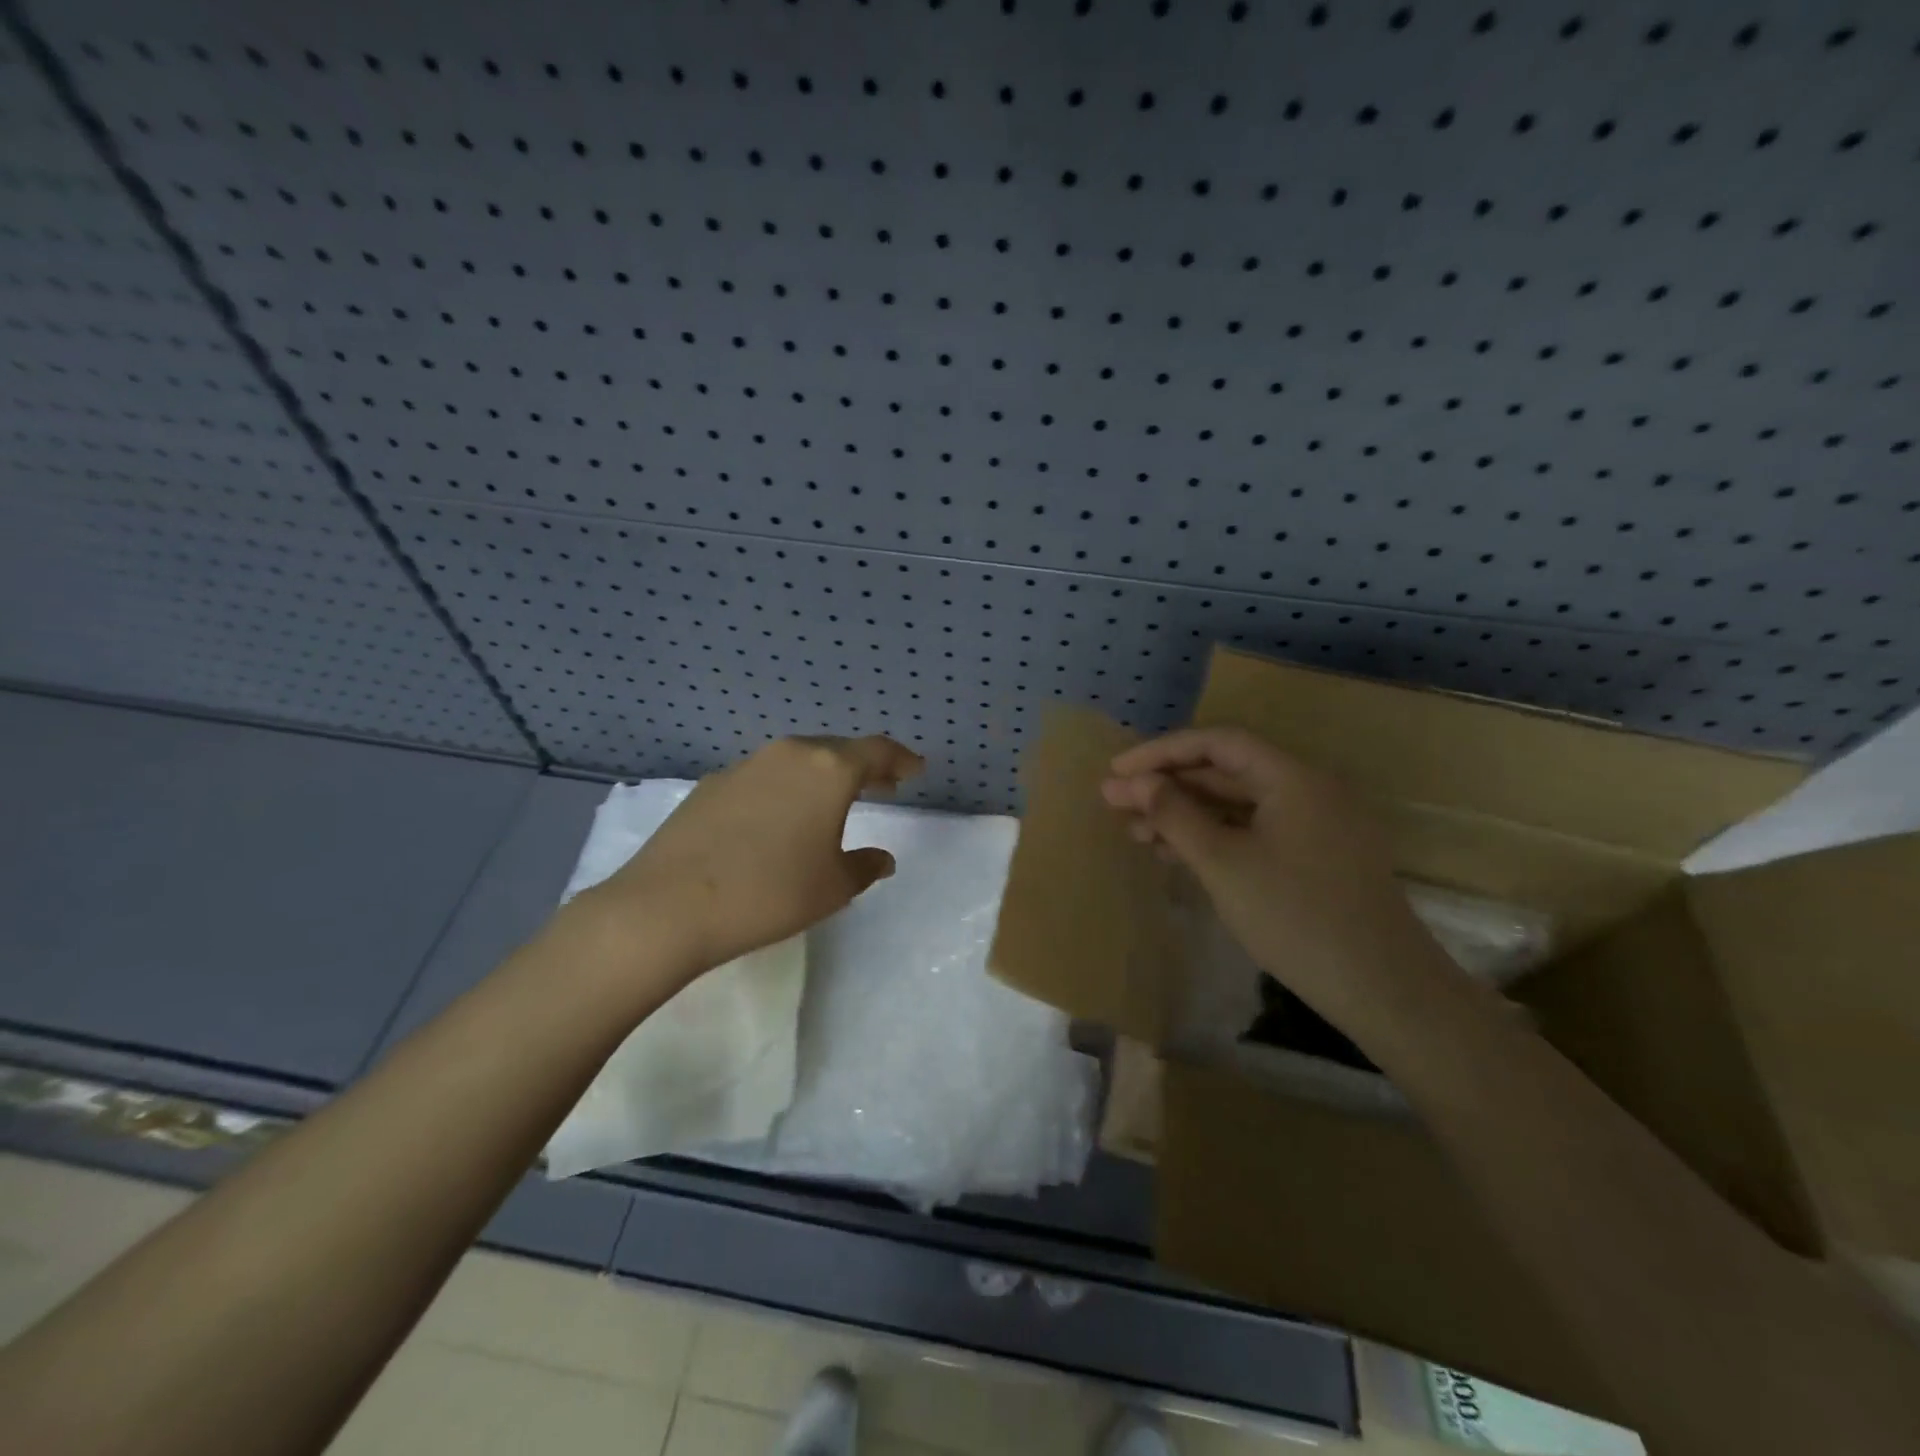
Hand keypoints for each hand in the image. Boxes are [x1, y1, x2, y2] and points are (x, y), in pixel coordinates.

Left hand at [577, 735, 923, 981]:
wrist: (669, 906)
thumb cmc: (770, 893)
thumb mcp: (832, 888)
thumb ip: (864, 867)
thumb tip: (882, 859)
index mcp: (828, 771)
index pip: (877, 751)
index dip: (901, 759)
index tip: (915, 769)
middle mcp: (789, 755)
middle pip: (837, 750)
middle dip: (863, 766)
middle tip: (883, 784)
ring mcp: (745, 766)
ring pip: (798, 761)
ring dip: (822, 776)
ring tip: (832, 802)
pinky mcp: (712, 785)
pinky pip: (764, 777)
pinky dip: (784, 789)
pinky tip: (778, 819)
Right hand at [1101, 727, 1448, 1022]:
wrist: (1383, 989)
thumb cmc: (1295, 916)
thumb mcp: (1223, 863)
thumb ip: (1175, 815)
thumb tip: (1136, 783)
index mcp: (1293, 777)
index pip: (1217, 743)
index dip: (1161, 752)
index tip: (1116, 772)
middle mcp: (1307, 790)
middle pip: (1226, 772)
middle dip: (1168, 786)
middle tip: (1115, 804)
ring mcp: (1315, 825)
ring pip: (1238, 806)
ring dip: (1186, 815)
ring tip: (1136, 833)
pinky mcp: (1316, 858)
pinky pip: (1255, 832)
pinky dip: (1214, 838)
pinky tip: (1176, 855)